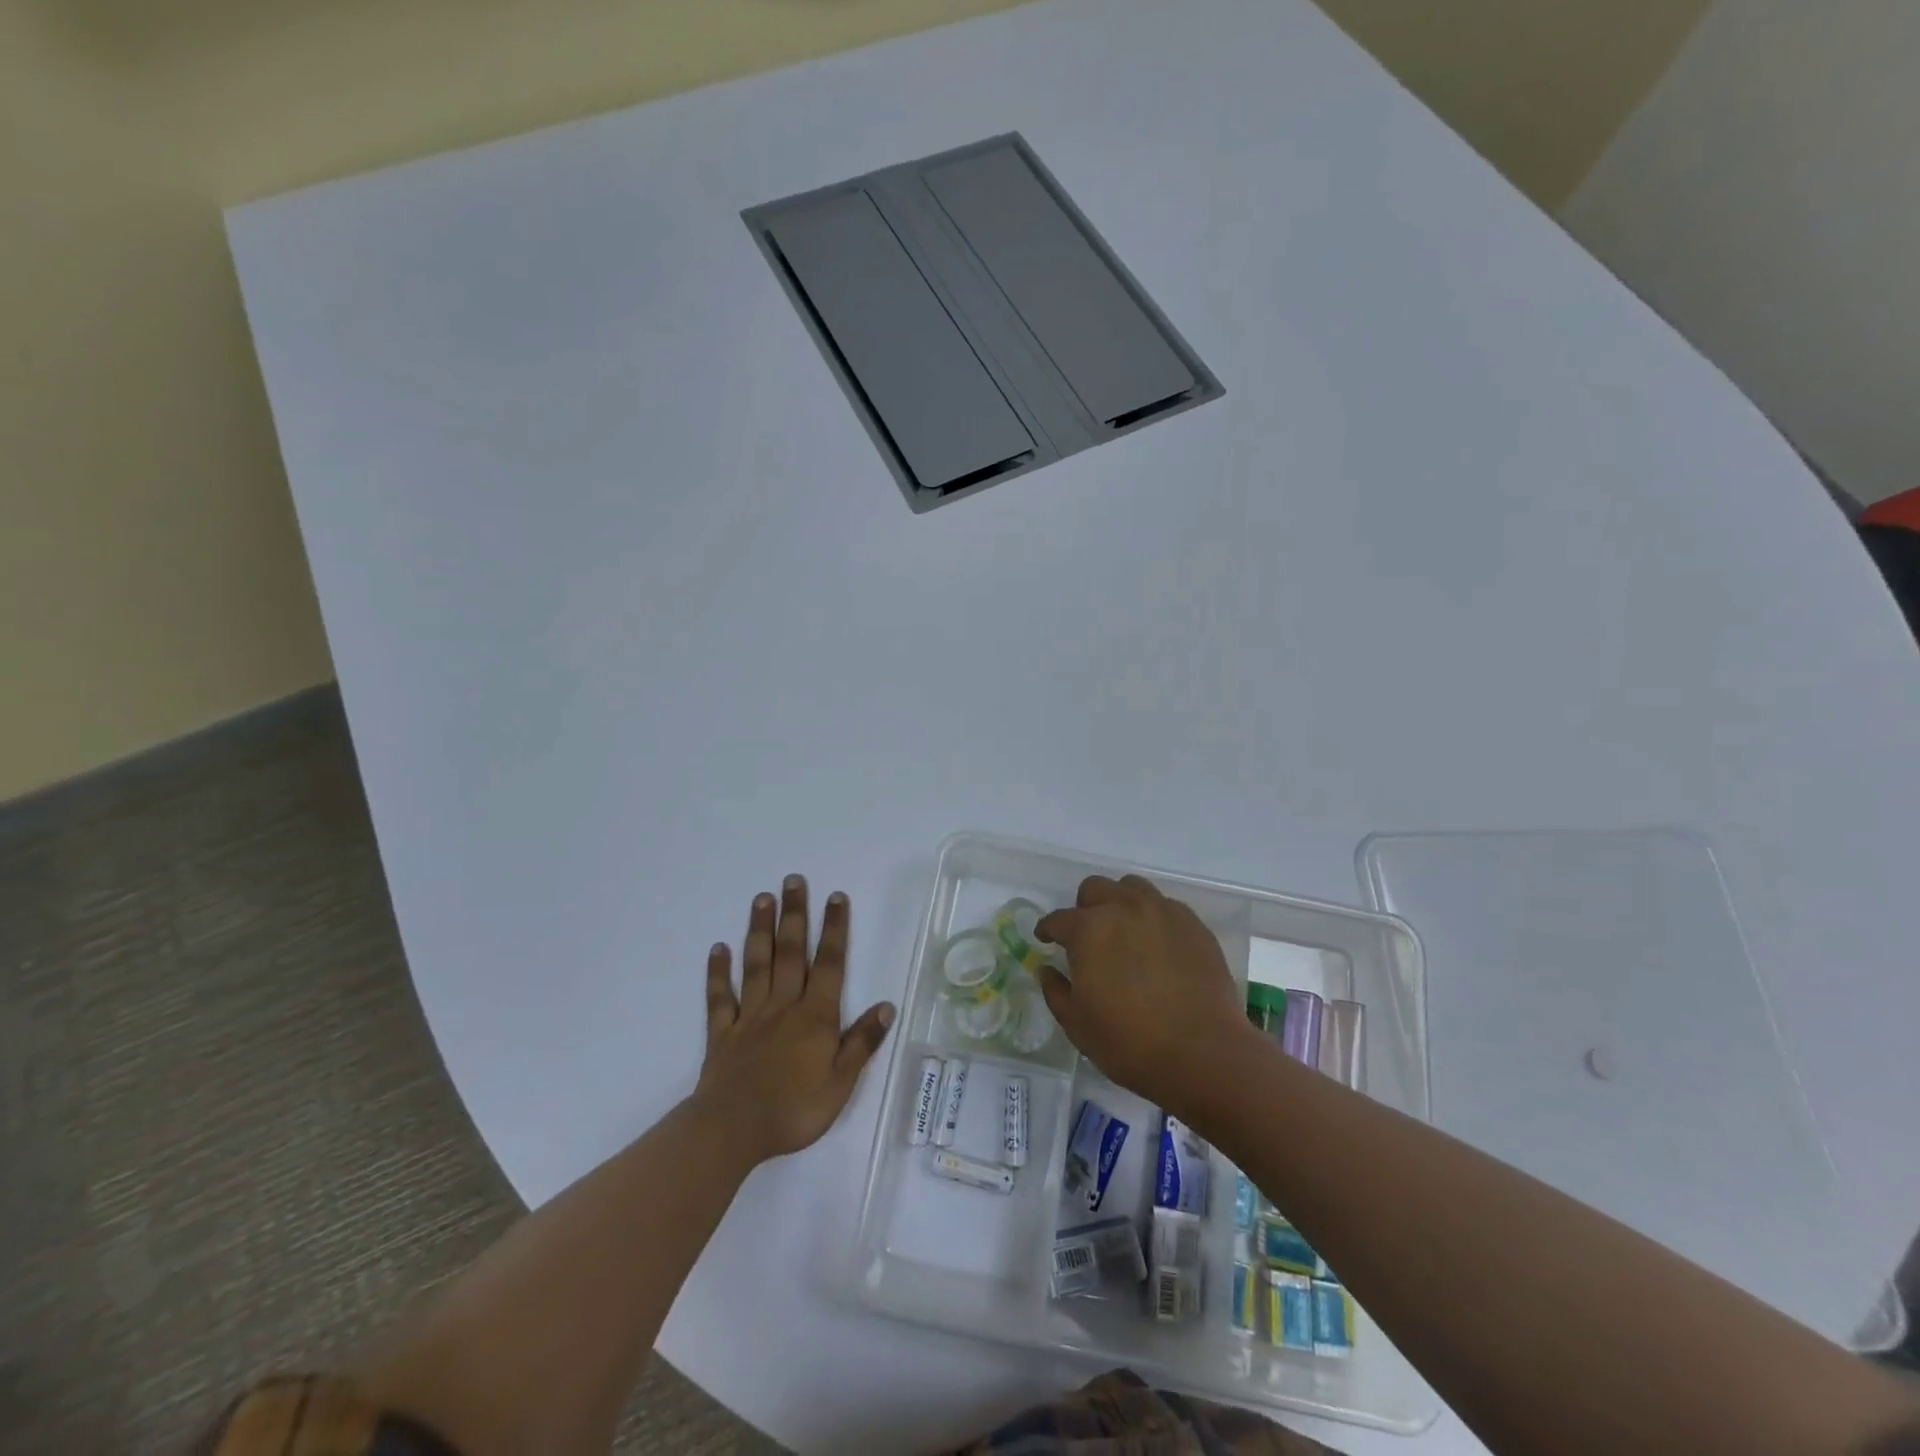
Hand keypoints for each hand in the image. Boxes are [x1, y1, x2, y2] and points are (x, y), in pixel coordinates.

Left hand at [694, 876, 894, 1163]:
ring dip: (760, 930)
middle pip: (791, 952)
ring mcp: (750, 1016)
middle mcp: (784, 1006)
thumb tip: (886, 1005)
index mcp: (815, 1017)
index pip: (829, 964)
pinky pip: (720, 997)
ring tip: (761, 898)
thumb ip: (862, 1043)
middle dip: (795, 914)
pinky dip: (718, 972)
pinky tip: (718, 949)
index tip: (836, 897)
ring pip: (757, 965)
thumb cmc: (794, 1110)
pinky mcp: (722, 1033)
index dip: (835, 929)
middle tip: (793, 880)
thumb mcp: (841, 1084)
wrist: (733, 1131)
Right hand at [1036, 875, 1254, 1116]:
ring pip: (1132, 888)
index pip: (1058, 919)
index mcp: (1089, 929)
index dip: (1048, 930)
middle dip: (1084, 908)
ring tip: (1124, 932)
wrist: (1203, 1053)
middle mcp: (1124, 908)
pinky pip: (1165, 907)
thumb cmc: (1130, 1042)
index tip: (1046, 940)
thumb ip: (1056, 991)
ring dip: (1120, 903)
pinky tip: (1156, 946)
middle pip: (1095, 889)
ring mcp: (1163, 912)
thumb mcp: (1077, 1024)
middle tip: (1087, 937)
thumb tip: (1046, 970)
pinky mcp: (1193, 924)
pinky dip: (1153, 918)